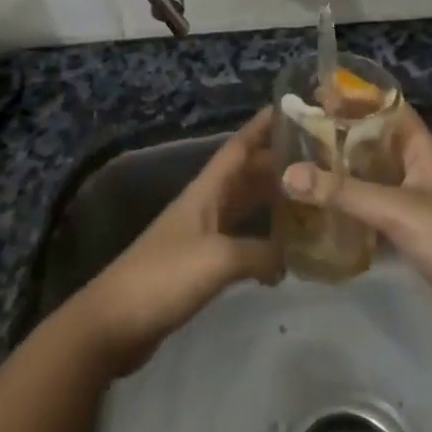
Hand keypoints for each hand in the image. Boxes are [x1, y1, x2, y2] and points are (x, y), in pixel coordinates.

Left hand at [72, 109, 284, 375]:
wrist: (115, 323)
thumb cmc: (165, 277)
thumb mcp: (218, 259)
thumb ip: (260, 253)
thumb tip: (290, 259)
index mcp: (205, 192)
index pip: (238, 148)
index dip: (261, 127)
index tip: (291, 109)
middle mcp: (204, 206)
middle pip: (244, 175)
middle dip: (276, 164)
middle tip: (316, 160)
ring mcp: (200, 236)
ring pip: (243, 207)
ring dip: (271, 200)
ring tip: (308, 198)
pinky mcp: (199, 265)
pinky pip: (239, 240)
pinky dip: (262, 240)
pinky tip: (284, 251)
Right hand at [281, 107, 431, 348]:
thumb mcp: (396, 210)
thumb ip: (342, 192)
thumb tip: (287, 173)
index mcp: (421, 150)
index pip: (389, 109)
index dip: (358, 96)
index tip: (318, 91)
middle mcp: (415, 171)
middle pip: (374, 143)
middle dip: (339, 136)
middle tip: (295, 131)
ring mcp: (412, 205)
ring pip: (369, 179)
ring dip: (340, 173)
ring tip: (298, 165)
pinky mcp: (406, 236)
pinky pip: (370, 213)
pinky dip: (347, 210)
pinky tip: (316, 211)